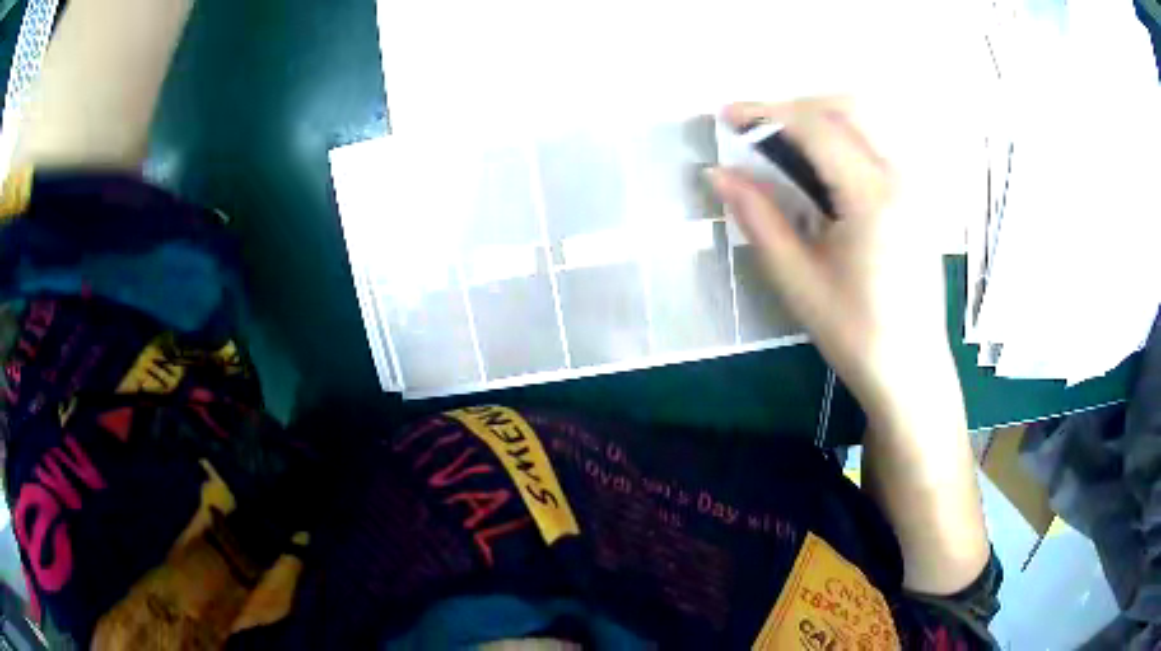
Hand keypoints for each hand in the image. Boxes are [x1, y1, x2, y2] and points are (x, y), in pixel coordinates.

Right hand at [707, 98, 955, 428]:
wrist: (911, 369)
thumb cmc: (855, 334)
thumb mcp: (797, 279)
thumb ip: (757, 217)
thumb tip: (717, 174)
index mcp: (872, 198)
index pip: (816, 128)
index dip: (766, 113)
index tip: (727, 116)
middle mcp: (901, 178)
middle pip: (848, 108)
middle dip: (796, 107)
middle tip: (758, 129)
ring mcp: (916, 186)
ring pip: (868, 121)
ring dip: (822, 118)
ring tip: (787, 143)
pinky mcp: (919, 197)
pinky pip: (881, 143)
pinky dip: (846, 136)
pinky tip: (826, 166)